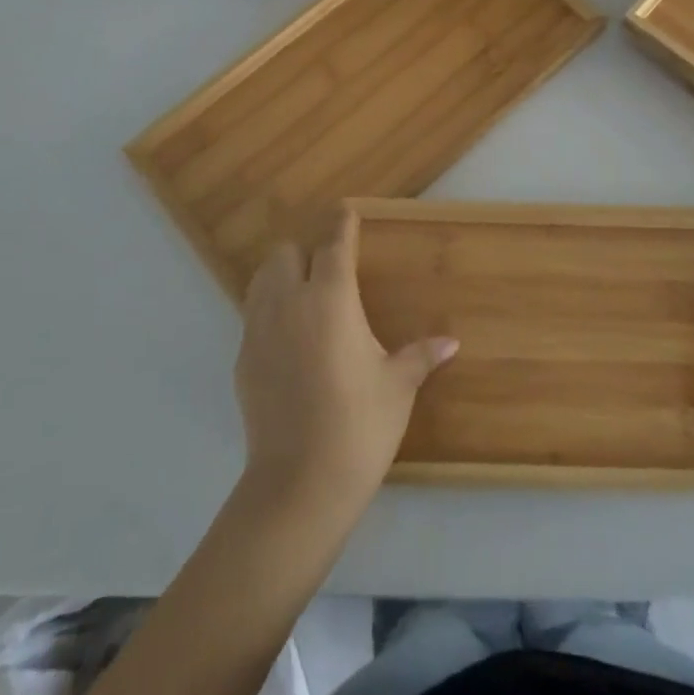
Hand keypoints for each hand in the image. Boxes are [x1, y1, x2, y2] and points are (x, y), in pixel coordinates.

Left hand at [235, 211, 458, 513]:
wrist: (300, 483)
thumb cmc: (360, 425)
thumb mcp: (397, 386)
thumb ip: (420, 356)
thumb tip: (451, 342)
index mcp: (331, 300)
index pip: (334, 246)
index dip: (341, 225)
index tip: (345, 210)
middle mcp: (289, 304)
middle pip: (285, 253)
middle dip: (304, 251)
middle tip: (326, 267)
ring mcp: (259, 331)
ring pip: (261, 280)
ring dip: (280, 276)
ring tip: (303, 293)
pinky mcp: (242, 360)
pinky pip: (252, 317)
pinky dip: (268, 312)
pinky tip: (288, 339)